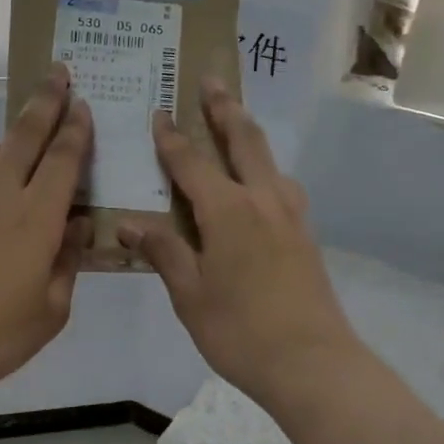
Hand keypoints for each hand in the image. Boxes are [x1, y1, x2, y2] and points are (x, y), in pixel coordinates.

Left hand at [0, 65, 92, 397]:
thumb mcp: (51, 310)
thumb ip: (68, 263)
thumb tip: (79, 228)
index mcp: (37, 217)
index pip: (63, 159)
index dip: (76, 128)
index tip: (84, 100)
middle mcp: (2, 197)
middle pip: (26, 136)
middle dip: (45, 101)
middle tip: (59, 71)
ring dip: (19, 128)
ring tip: (33, 115)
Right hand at [118, 81, 360, 409]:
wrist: (313, 363)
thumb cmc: (240, 331)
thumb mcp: (190, 294)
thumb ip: (164, 251)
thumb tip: (130, 222)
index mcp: (228, 211)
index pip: (191, 163)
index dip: (171, 137)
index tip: (158, 112)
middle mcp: (263, 200)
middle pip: (243, 140)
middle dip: (224, 109)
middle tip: (211, 79)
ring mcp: (291, 216)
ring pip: (269, 159)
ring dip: (249, 133)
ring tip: (236, 120)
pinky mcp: (305, 235)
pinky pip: (282, 185)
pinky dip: (266, 168)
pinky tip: (262, 182)